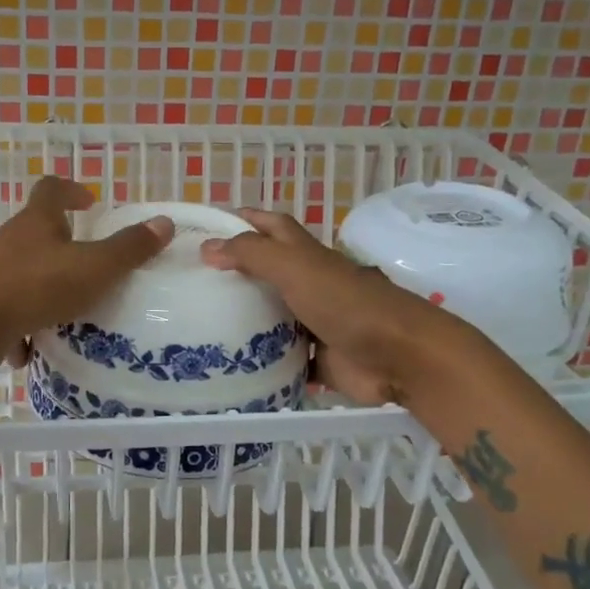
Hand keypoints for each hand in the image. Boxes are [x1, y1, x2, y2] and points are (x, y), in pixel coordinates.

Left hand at [0, 176, 172, 379]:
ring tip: (72, 314)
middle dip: (63, 248)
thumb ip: (129, 249)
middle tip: (91, 266)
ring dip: (45, 292)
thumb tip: (164, 223)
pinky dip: (22, 329)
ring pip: (24, 277)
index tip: (89, 202)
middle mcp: (10, 243)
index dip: (71, 191)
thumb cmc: (33, 287)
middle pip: (37, 235)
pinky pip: (8, 315)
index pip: (51, 190)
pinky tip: (35, 349)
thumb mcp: (93, 268)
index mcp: (36, 223)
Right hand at [200, 210, 481, 404]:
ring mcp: (314, 323)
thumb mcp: (294, 267)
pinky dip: (262, 363)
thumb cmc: (346, 303)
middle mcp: (309, 285)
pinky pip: (283, 360)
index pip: (271, 227)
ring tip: (199, 328)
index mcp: (305, 256)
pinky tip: (230, 367)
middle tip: (191, 285)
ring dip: (244, 322)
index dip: (243, 220)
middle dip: (234, 276)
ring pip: (272, 319)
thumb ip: (251, 254)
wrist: (398, 356)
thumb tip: (207, 247)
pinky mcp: (318, 360)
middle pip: (267, 275)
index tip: (206, 227)